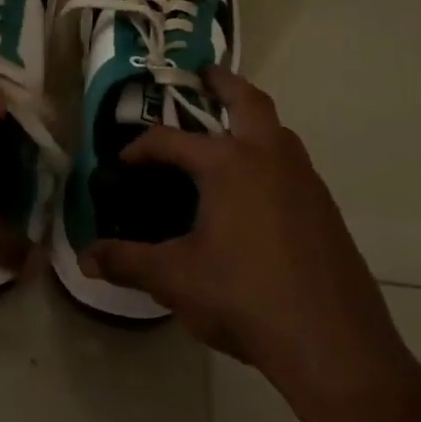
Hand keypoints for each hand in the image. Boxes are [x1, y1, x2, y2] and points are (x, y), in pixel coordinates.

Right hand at [81, 67, 420, 421]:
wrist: (335, 346)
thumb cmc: (245, 298)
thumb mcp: (175, 279)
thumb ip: (127, 262)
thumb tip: (85, 259)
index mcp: (229, 163)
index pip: (171, 140)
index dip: (141, 148)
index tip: (122, 163)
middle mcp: (270, 157)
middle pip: (248, 101)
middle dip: (223, 83)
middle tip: (202, 75)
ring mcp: (305, 182)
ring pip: (278, 131)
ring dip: (252, 120)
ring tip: (226, 133)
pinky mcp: (326, 210)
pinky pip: (293, 164)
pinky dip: (270, 156)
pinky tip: (255, 193)